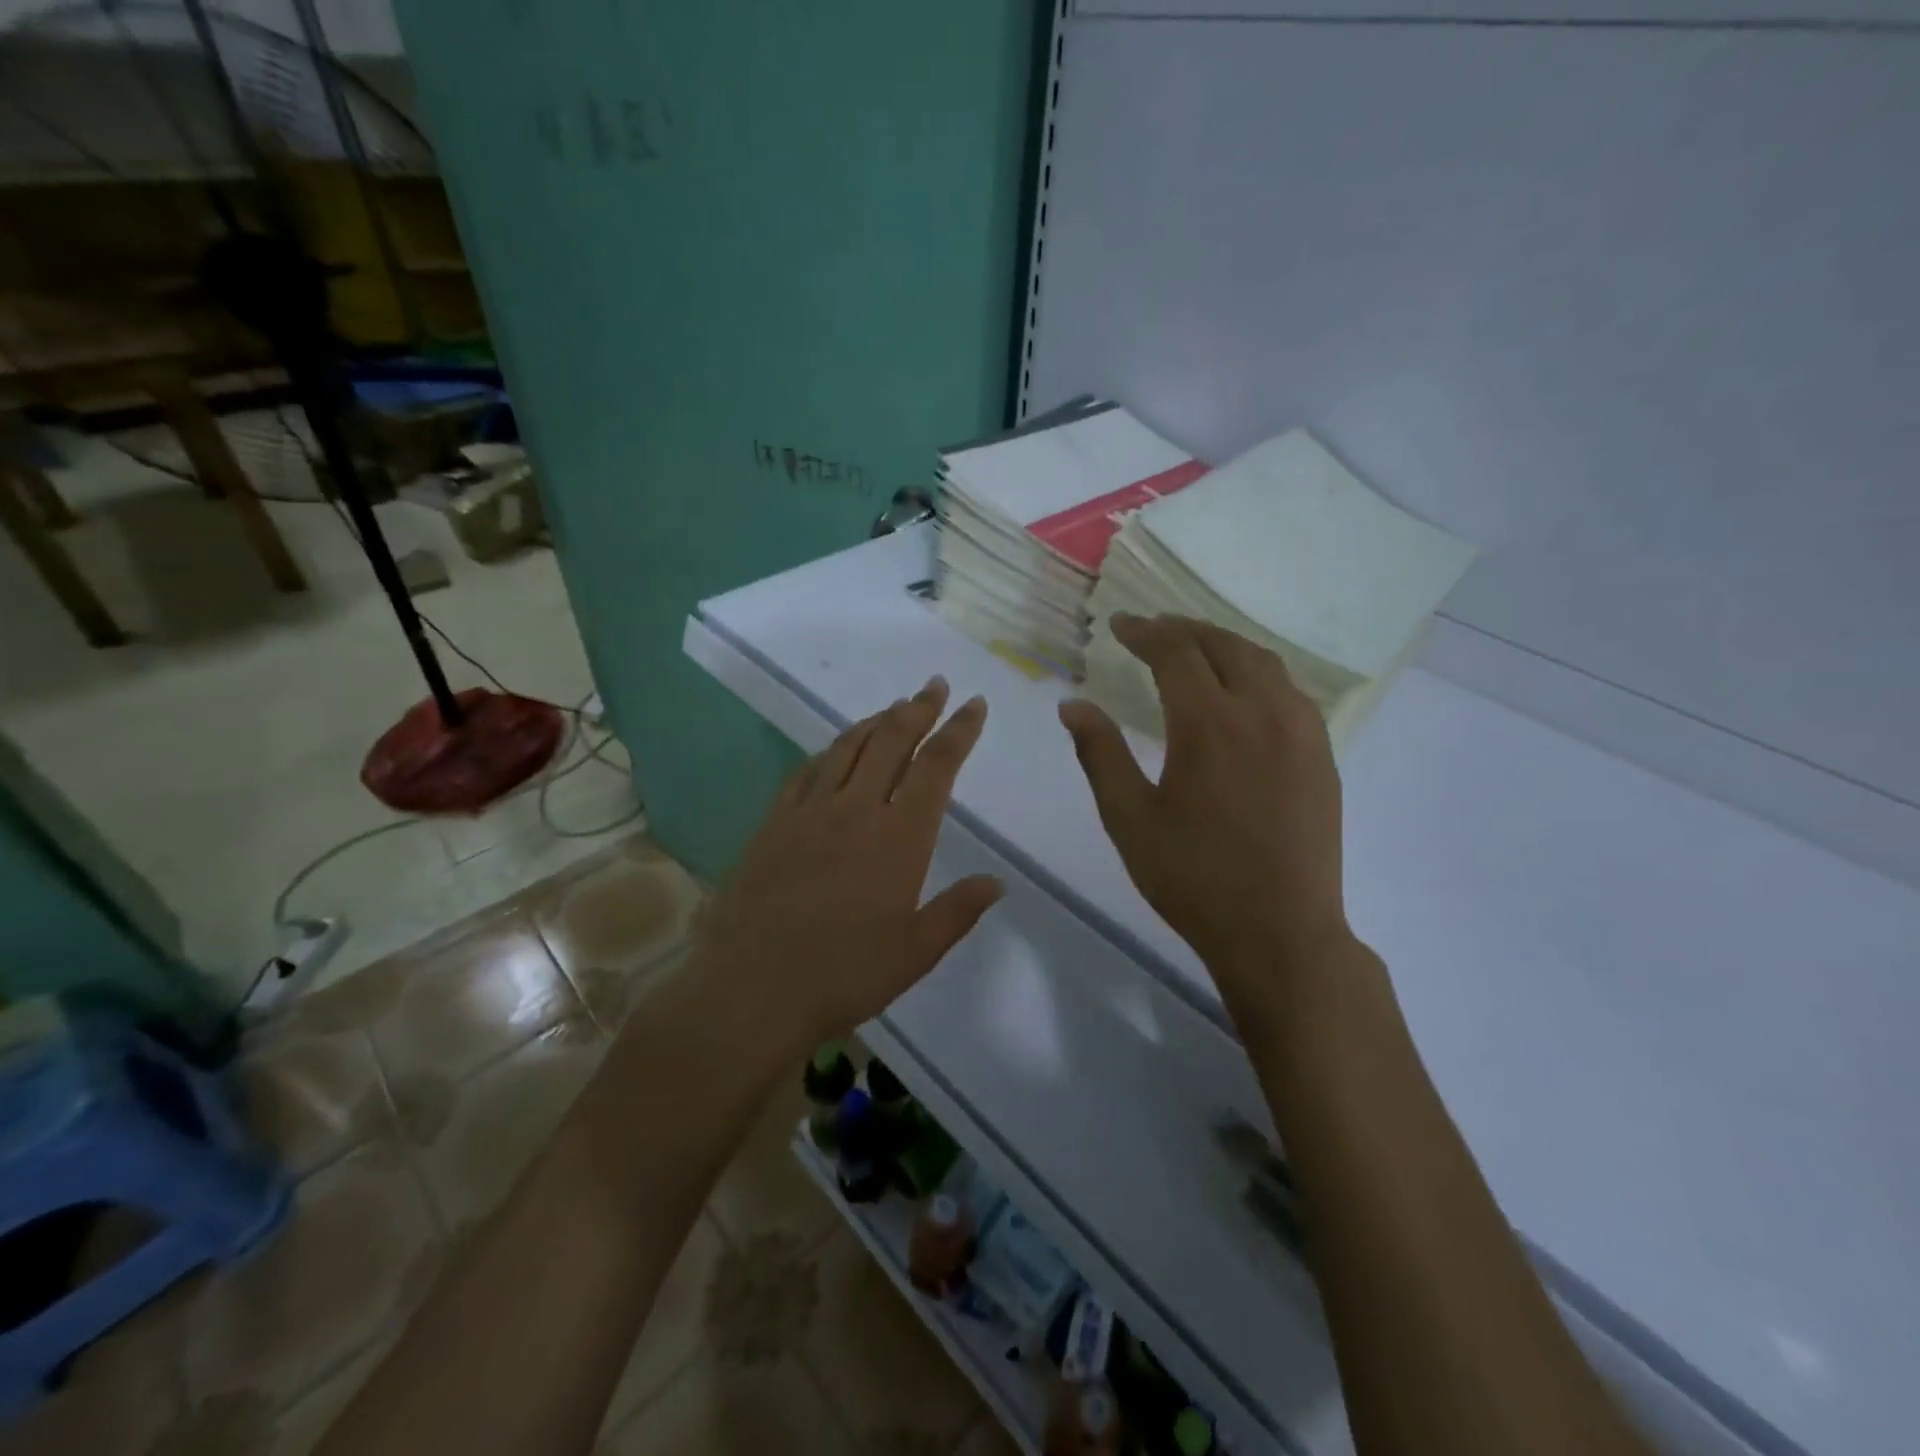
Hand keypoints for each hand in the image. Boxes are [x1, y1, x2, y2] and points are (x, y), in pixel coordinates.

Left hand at [694, 677, 1002, 1051]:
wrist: (752, 988)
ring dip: (876, 720)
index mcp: (899, 837)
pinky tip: (835, 750)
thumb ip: (958, 911)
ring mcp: (810, 811)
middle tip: (934, 685)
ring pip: (849, 746)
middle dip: (918, 708)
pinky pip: (807, 770)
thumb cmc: (844, 975)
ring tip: (895, 707)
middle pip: (892, 740)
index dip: (959, 731)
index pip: (937, 767)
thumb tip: (997, 882)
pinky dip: (831, 750)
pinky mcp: (775, 822)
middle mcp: (856, 810)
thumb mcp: (915, 952)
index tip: (974, 704)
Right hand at [1059, 614, 1350, 996]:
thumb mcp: (1129, 819)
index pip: (1175, 653)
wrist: (1280, 932)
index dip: (1144, 632)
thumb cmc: (1193, 878)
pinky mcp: (1322, 755)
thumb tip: (1072, 705)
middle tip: (1152, 629)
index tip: (1120, 625)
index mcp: (1210, 725)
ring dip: (1224, 645)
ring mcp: (1301, 732)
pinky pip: (1289, 691)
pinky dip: (1257, 672)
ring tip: (1194, 649)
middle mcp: (1262, 712)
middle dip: (1183, 630)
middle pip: (1223, 646)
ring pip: (1264, 662)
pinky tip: (1242, 691)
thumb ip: (1100, 754)